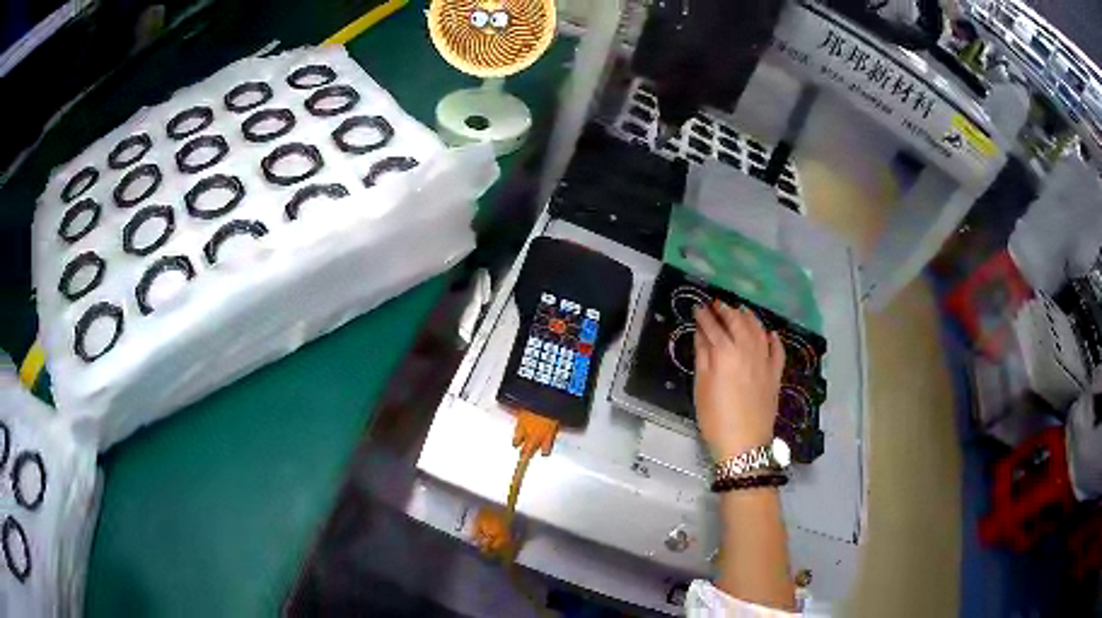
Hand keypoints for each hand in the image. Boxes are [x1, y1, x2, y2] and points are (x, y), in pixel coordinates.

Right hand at [693, 302, 784, 461]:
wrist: (745, 444)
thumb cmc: (715, 418)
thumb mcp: (701, 387)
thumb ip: (703, 356)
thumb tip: (701, 333)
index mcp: (725, 353)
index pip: (713, 327)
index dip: (704, 316)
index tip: (697, 307)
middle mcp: (747, 350)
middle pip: (737, 323)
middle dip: (726, 311)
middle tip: (717, 303)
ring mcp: (765, 361)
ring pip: (758, 330)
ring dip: (748, 317)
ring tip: (740, 310)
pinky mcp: (776, 374)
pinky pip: (777, 350)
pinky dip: (773, 338)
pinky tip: (770, 333)